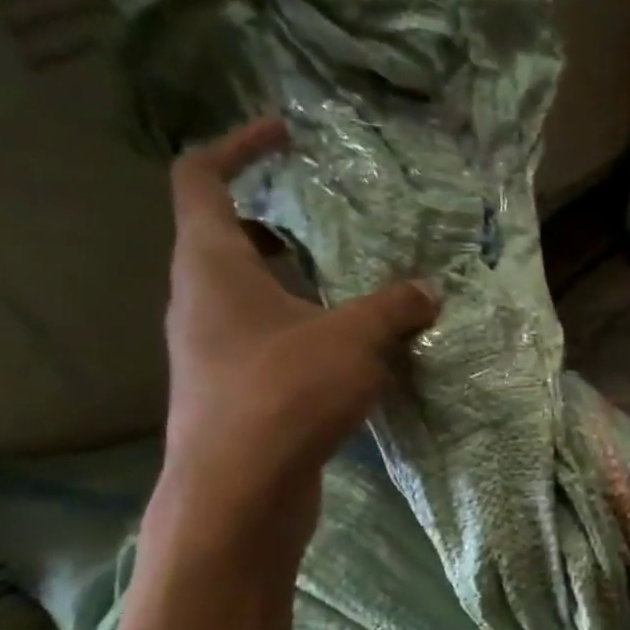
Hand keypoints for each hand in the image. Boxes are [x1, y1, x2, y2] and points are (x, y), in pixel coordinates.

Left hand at [159, 117, 438, 528]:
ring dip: (296, 282)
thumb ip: (396, 307)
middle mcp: (200, 301)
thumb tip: (429, 289)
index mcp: (212, 265)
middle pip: (226, 237)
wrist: (238, 495)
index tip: (285, 135)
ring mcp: (212, 350)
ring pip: (250, 295)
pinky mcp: (233, 390)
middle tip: (330, 223)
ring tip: (353, 287)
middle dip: (278, 223)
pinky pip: (267, 339)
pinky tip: (351, 352)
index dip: (239, 146)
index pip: (201, 178)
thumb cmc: (284, 394)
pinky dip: (303, 329)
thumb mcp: (355, 339)